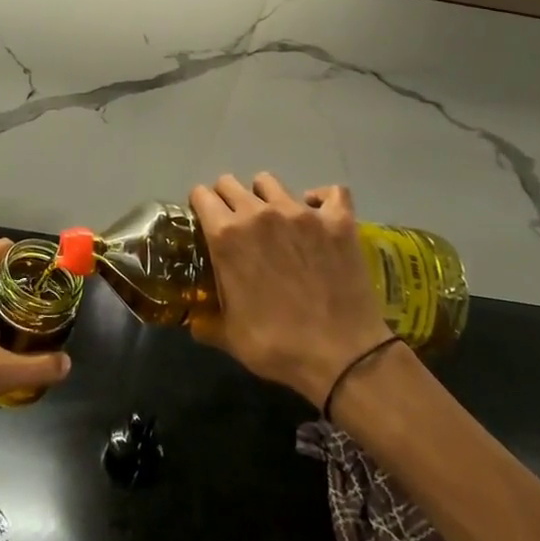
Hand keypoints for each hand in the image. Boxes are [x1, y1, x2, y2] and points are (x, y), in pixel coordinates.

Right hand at [188, 173, 393, 405]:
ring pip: (270, 182)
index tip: (206, 224)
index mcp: (227, 235)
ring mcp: (301, 212)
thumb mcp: (230, 337)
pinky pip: (330, 192)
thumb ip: (206, 321)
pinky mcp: (337, 220)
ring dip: (266, 197)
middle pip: (230, 182)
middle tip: (238, 226)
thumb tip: (194, 321)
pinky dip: (322, 200)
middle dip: (228, 199)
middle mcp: (259, 213)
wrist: (345, 358)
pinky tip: (319, 215)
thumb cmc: (279, 347)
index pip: (201, 195)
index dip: (201, 207)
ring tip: (276, 221)